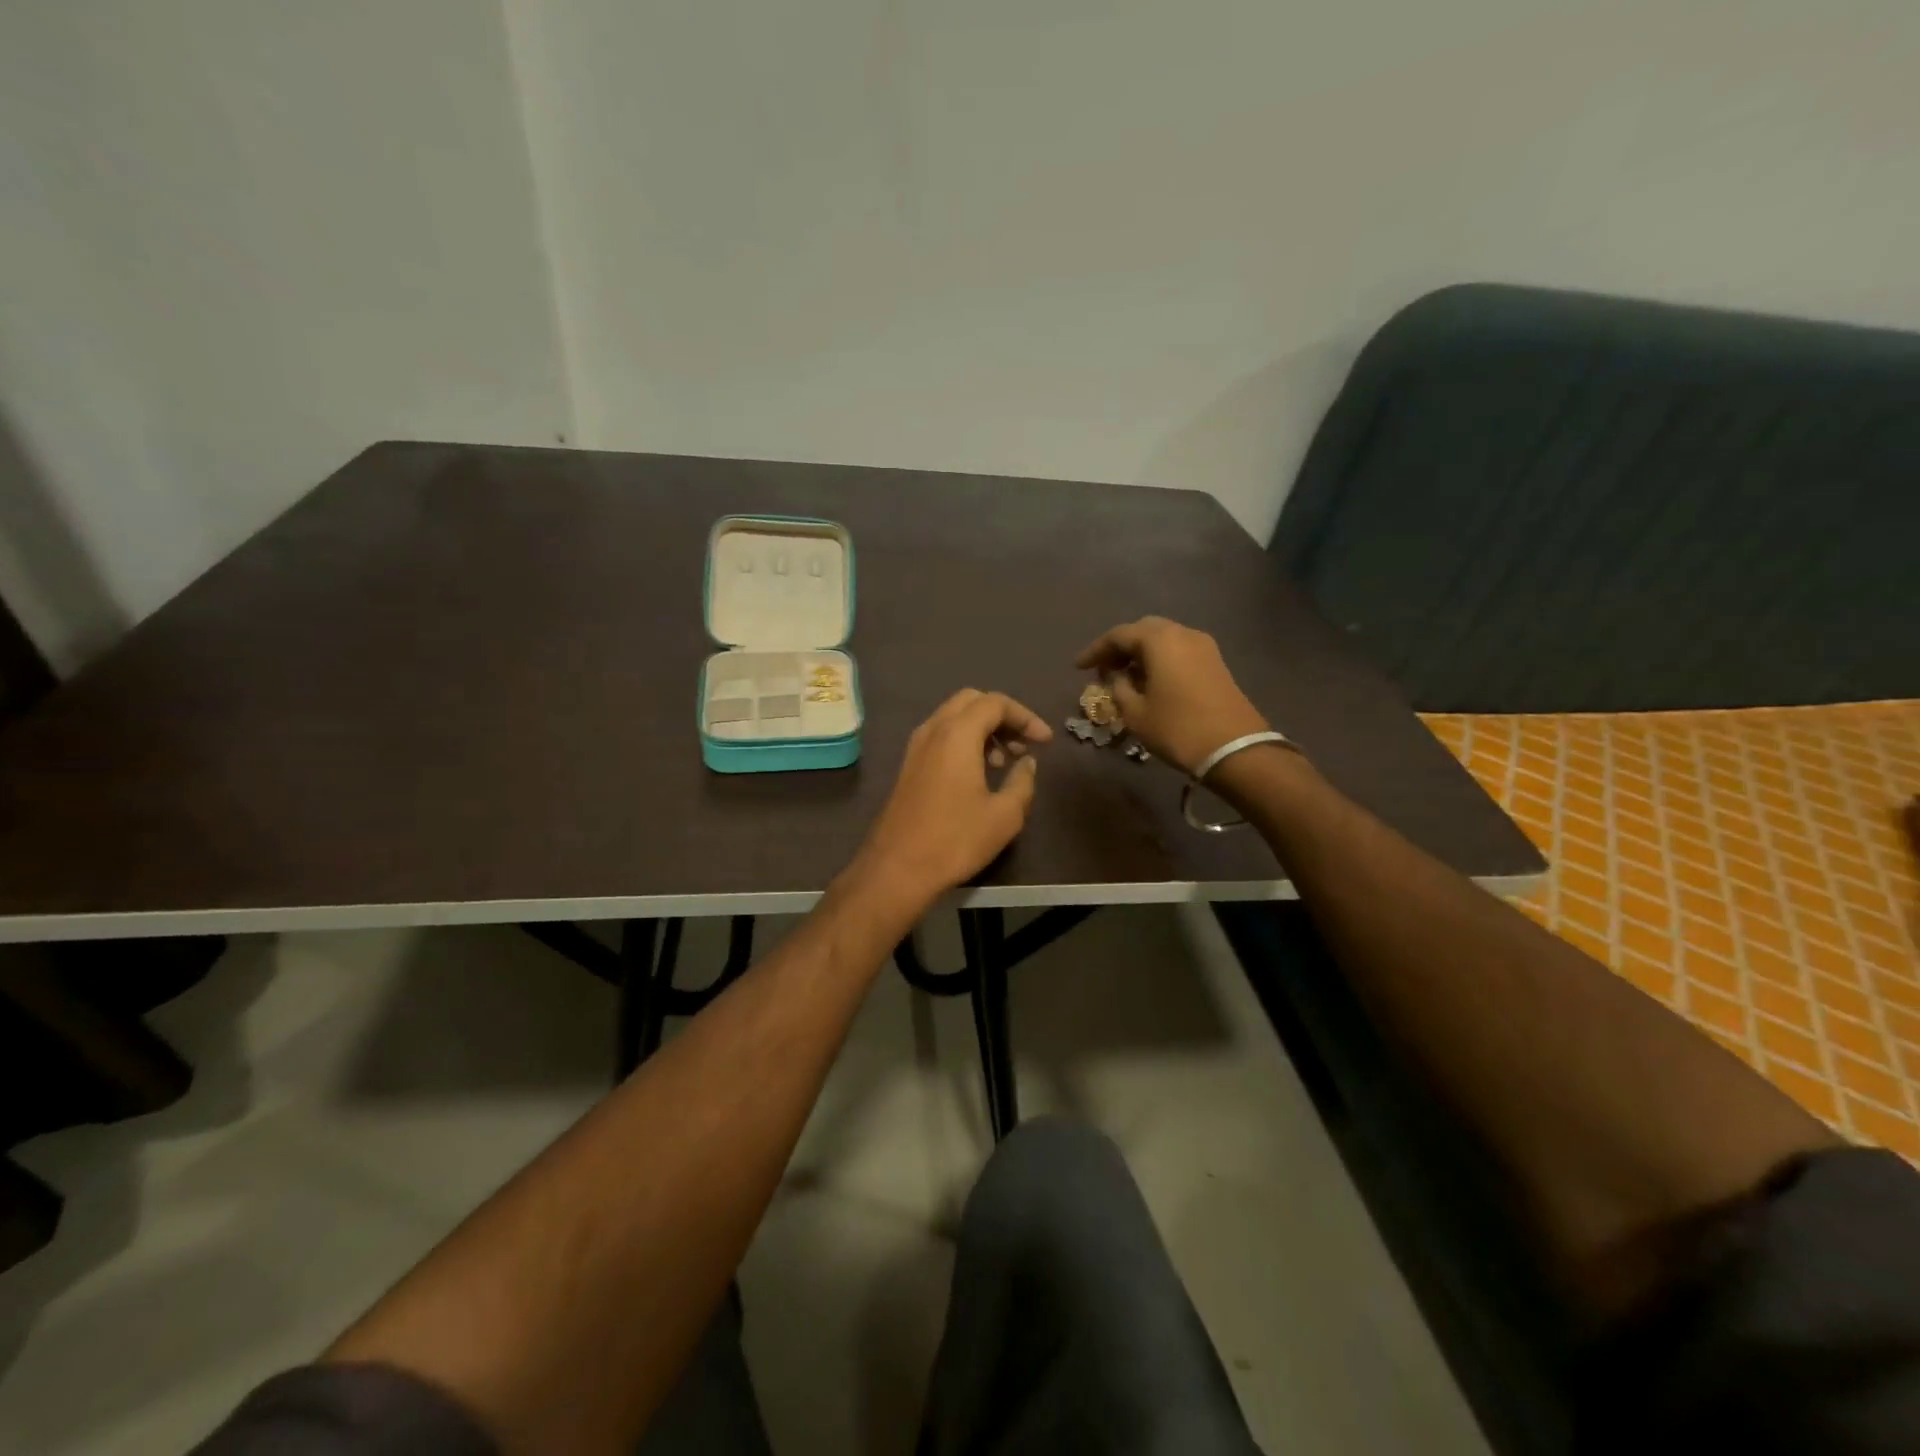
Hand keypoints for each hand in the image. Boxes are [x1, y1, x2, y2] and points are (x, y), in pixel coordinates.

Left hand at [848, 689, 1052, 906]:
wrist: (897, 868)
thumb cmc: (955, 840)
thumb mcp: (1004, 815)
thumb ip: (1022, 781)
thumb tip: (1027, 762)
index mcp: (957, 734)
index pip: (996, 703)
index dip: (1025, 716)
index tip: (1045, 741)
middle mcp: (933, 730)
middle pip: (972, 701)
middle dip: (1002, 716)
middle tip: (1023, 744)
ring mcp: (916, 746)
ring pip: (954, 717)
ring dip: (983, 729)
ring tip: (1004, 762)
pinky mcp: (909, 765)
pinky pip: (941, 736)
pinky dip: (964, 741)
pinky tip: (978, 772)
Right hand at [1076, 617, 1268, 774]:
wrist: (1235, 749)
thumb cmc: (1177, 729)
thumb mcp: (1135, 713)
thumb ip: (1118, 688)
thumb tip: (1117, 677)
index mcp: (1159, 640)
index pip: (1118, 635)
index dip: (1095, 651)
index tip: (1078, 668)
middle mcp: (1182, 633)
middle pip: (1143, 631)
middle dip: (1120, 647)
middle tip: (1103, 669)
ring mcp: (1203, 646)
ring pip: (1163, 639)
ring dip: (1141, 653)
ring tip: (1124, 677)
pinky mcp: (1215, 662)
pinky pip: (1179, 651)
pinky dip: (1160, 660)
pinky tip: (1150, 681)